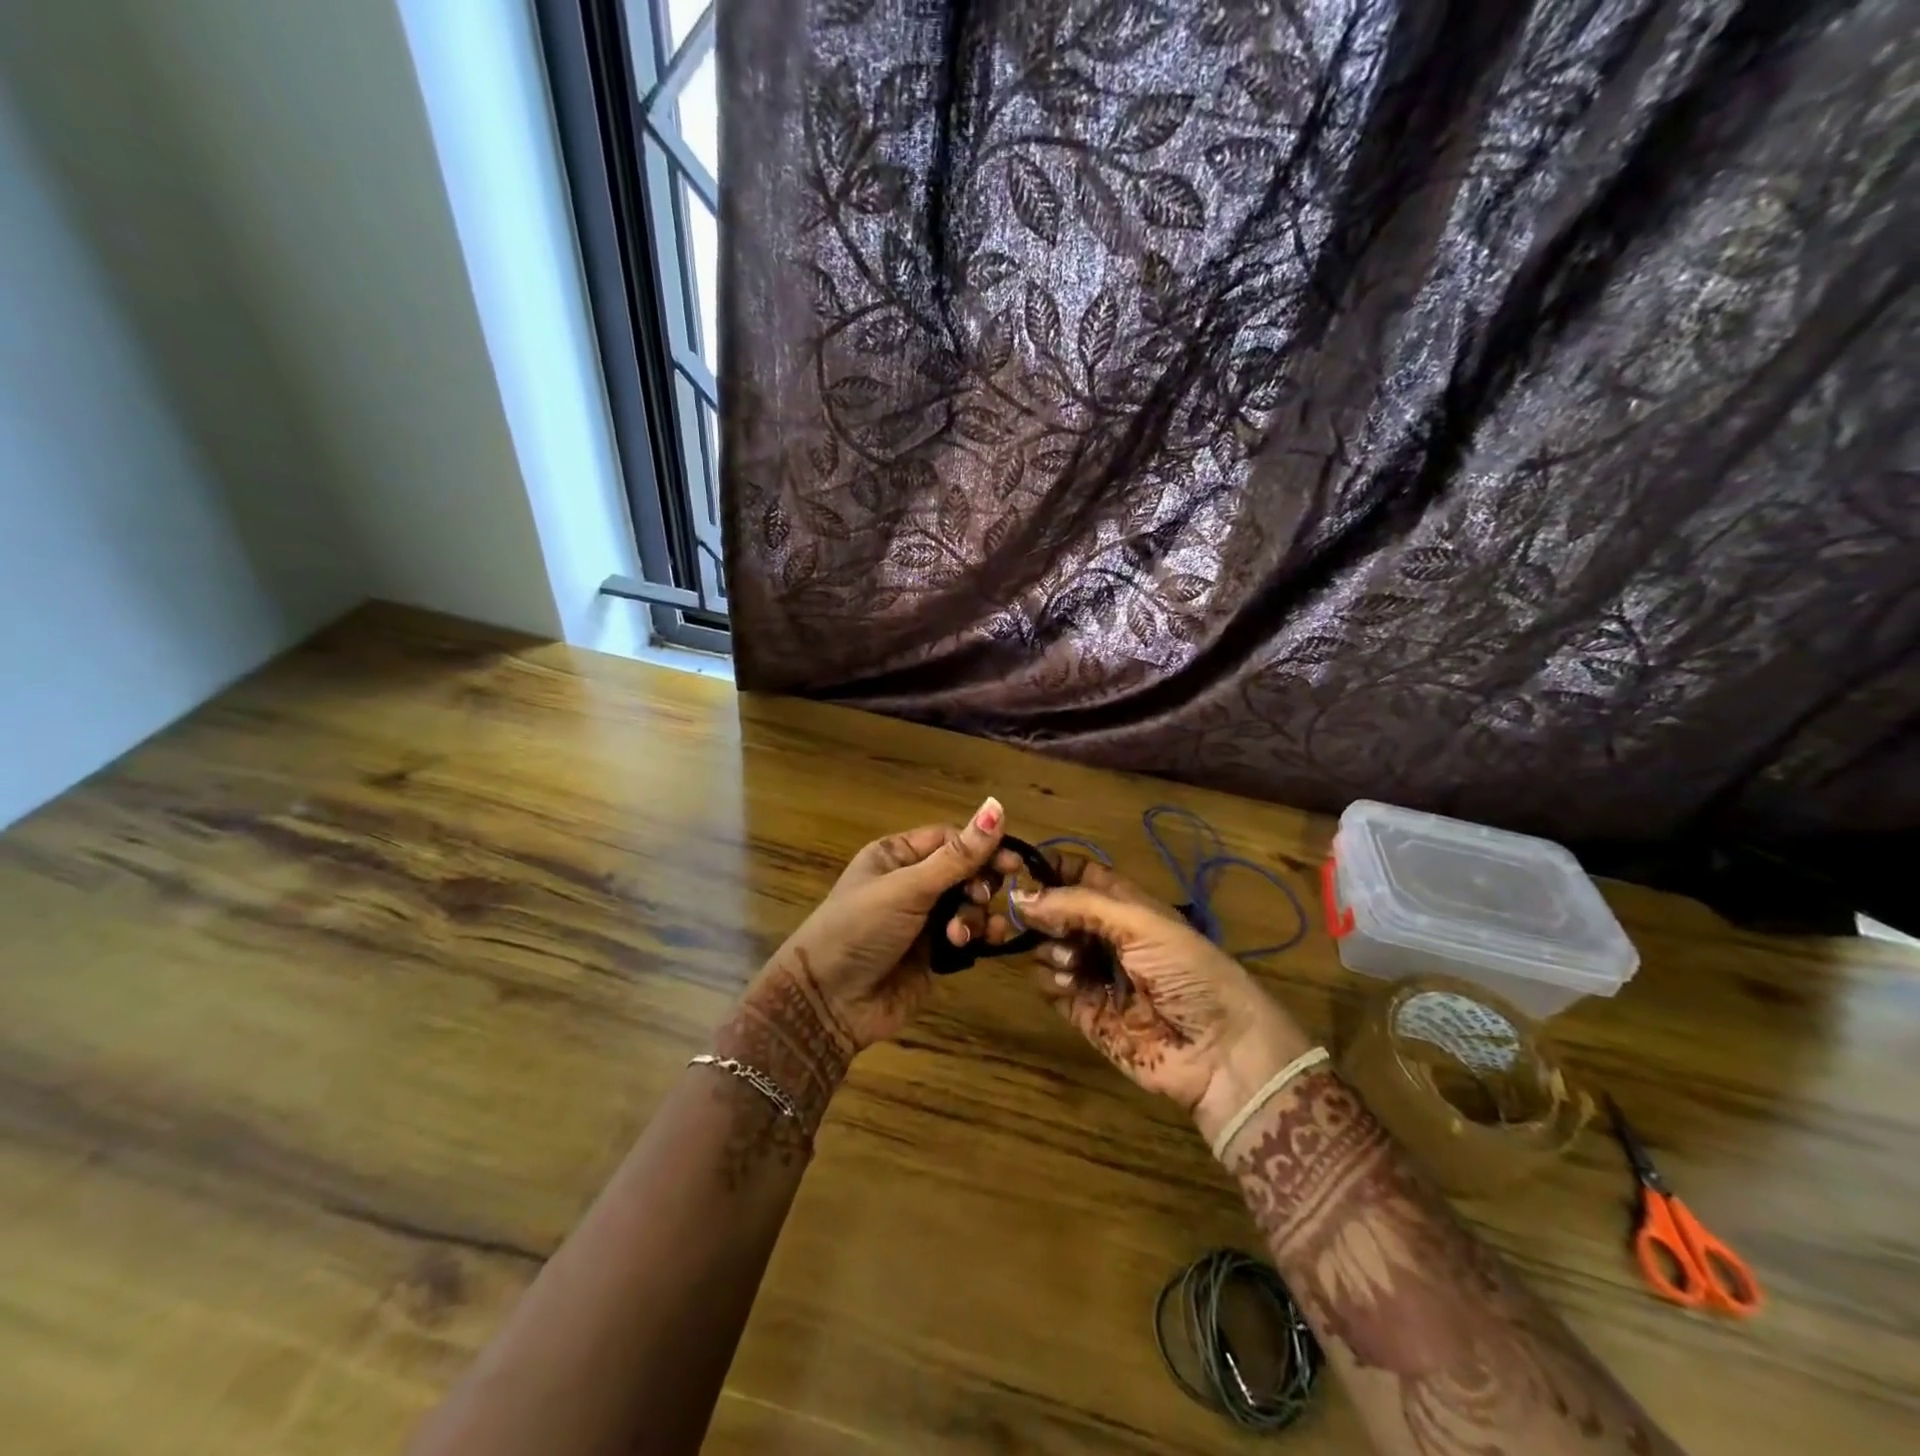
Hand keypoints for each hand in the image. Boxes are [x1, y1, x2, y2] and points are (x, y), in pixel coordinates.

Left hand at [733, 796, 1021, 1060]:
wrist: (829, 1003)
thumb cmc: (861, 929)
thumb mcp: (908, 888)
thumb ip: (957, 855)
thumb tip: (997, 805)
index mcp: (896, 856)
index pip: (951, 839)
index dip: (981, 847)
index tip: (1010, 863)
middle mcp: (912, 883)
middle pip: (965, 871)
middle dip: (980, 883)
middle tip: (981, 897)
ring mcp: (924, 920)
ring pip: (970, 904)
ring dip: (975, 914)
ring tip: (962, 934)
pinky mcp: (934, 955)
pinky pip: (968, 936)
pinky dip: (978, 936)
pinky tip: (980, 943)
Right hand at [1013, 856, 1313, 1146]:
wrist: (1218, 1050)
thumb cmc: (1187, 970)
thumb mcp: (1139, 923)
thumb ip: (1079, 905)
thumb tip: (1020, 896)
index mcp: (1127, 906)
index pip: (1082, 876)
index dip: (1054, 869)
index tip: (1023, 869)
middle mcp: (1106, 936)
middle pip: (1057, 910)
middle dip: (1043, 910)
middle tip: (1035, 918)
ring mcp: (1093, 974)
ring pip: (1047, 947)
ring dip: (1048, 947)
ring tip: (1069, 960)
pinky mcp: (1083, 1012)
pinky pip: (1049, 986)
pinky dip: (1049, 980)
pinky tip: (1067, 984)